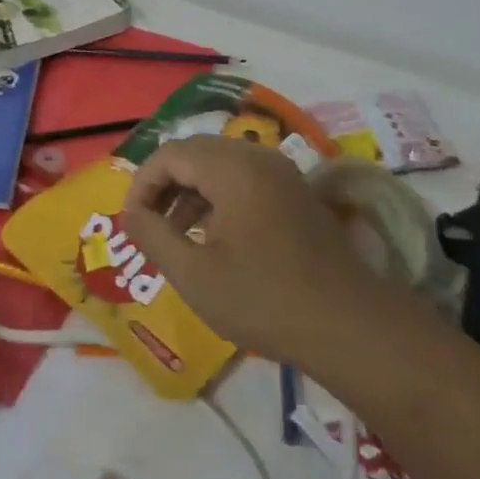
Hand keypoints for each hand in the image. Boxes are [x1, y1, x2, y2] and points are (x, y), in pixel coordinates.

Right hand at [121, 137, 392, 371]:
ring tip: (176, 236)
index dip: (142, 184)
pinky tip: (212, 237)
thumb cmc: (264, 299)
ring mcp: (281, 173)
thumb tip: (130, 213)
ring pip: (220, 165)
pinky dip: (218, 198)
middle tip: (150, 226)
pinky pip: (244, 179)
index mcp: (233, 168)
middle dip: (165, 186)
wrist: (348, 325)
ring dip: (191, 192)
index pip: (170, 154)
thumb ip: (153, 236)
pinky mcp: (295, 192)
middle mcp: (258, 157)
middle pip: (195, 152)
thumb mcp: (194, 274)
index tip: (132, 222)